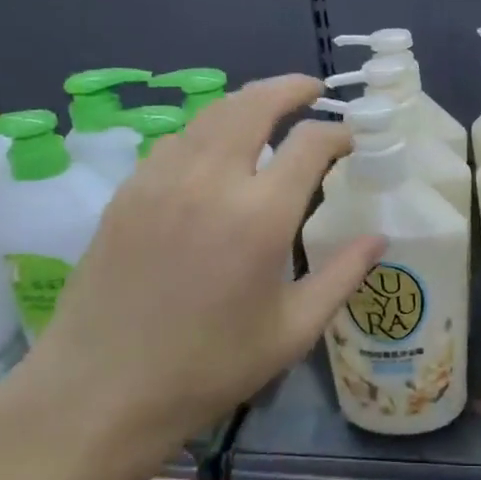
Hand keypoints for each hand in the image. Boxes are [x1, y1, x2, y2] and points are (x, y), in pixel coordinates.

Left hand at [0, 75, 382, 456]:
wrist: (101, 390)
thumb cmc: (208, 368)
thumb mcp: (293, 331)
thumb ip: (342, 276)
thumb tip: (379, 238)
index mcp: (260, 216)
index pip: (309, 143)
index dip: (338, 133)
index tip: (352, 140)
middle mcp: (210, 181)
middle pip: (254, 104)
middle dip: (290, 88)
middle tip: (313, 90)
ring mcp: (161, 180)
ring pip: (210, 114)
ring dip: (246, 103)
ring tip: (268, 110)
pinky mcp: (128, 191)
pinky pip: (176, 141)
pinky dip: (207, 130)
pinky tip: (215, 151)